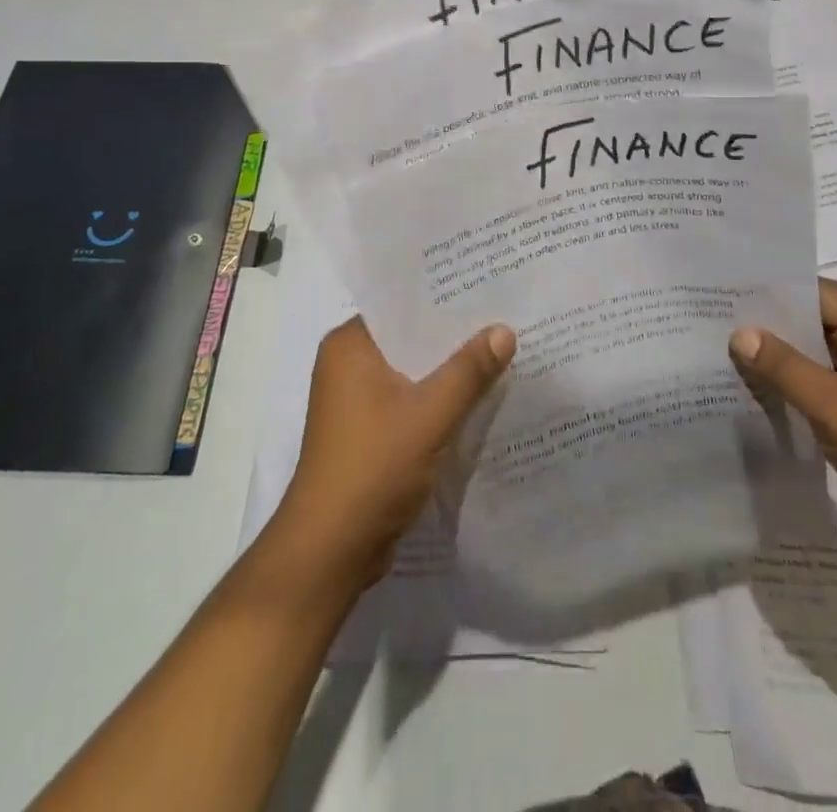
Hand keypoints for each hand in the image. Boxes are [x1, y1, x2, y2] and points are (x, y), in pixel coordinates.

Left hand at [272, 317, 515, 590]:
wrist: (331, 550)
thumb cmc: (373, 467)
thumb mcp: (430, 414)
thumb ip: (469, 371)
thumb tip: (505, 330)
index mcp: (349, 345)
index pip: (401, 305)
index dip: (443, 297)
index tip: (485, 286)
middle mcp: (347, 364)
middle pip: (409, 338)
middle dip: (452, 335)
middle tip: (503, 315)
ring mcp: (355, 401)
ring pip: (412, 371)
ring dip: (448, 370)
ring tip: (499, 349)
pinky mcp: (367, 432)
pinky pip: (409, 400)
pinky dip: (437, 399)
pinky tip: (477, 396)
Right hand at [730, 280, 836, 552]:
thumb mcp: (832, 404)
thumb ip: (782, 366)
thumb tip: (739, 334)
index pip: (815, 293)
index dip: (770, 296)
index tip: (726, 299)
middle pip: (816, 321)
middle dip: (772, 329)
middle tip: (719, 328)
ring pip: (819, 353)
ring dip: (784, 360)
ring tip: (731, 357)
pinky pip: (828, 381)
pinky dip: (800, 384)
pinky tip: (764, 392)